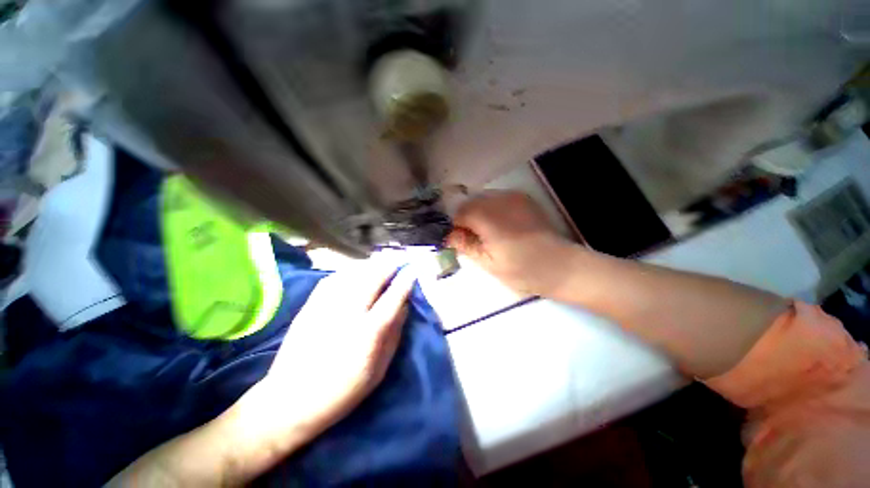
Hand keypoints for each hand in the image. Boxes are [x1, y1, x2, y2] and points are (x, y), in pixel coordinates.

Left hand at [109, 260, 416, 487]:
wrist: (288, 402)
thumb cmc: (341, 393)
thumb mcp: (377, 371)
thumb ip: (393, 335)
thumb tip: (404, 307)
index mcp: (367, 334)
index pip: (392, 298)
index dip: (405, 281)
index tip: (413, 269)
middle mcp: (347, 314)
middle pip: (372, 278)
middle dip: (389, 264)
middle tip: (400, 258)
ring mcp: (325, 307)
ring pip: (353, 274)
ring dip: (371, 264)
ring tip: (382, 261)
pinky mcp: (310, 306)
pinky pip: (333, 278)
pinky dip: (349, 270)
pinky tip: (356, 270)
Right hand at [447, 190, 574, 295]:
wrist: (561, 266)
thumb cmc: (523, 271)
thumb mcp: (488, 263)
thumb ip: (465, 245)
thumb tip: (446, 234)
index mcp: (489, 218)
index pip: (458, 213)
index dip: (453, 226)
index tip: (454, 239)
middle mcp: (499, 200)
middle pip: (469, 203)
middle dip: (464, 219)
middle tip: (468, 238)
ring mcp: (513, 196)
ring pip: (482, 199)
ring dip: (476, 213)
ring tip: (484, 233)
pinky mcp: (522, 197)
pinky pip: (496, 198)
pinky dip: (490, 209)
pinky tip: (498, 225)